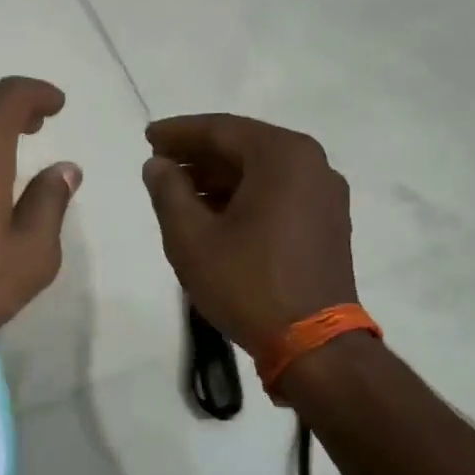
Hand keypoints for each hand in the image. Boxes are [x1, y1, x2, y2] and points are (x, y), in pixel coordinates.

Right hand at [141, 113, 355, 351]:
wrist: (313, 344)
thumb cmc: (247, 283)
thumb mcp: (191, 236)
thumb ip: (168, 191)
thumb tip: (158, 165)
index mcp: (282, 156)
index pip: (221, 130)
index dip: (178, 132)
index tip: (147, 137)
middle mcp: (312, 164)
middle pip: (244, 146)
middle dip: (198, 153)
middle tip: (158, 162)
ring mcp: (325, 194)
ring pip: (261, 170)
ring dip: (218, 176)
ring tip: (177, 189)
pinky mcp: (327, 222)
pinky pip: (278, 192)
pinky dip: (243, 194)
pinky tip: (212, 211)